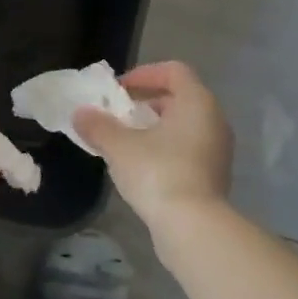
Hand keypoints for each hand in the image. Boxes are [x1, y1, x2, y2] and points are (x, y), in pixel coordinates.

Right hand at [74, 61, 232, 227]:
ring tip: (125, 141)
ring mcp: (217, 150)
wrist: (193, 227)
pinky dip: (165, 148)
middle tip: (119, 114)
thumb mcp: (119, 146)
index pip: (174, 71)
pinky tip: (141, 166)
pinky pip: (187, 148)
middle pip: (179, 97)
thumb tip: (80, 114)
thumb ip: (98, 126)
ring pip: (183, 125)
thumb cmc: (158, 173)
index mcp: (197, 102)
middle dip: (146, 102)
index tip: (119, 89)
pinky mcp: (214, 175)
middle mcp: (214, 120)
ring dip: (154, 127)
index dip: (144, 73)